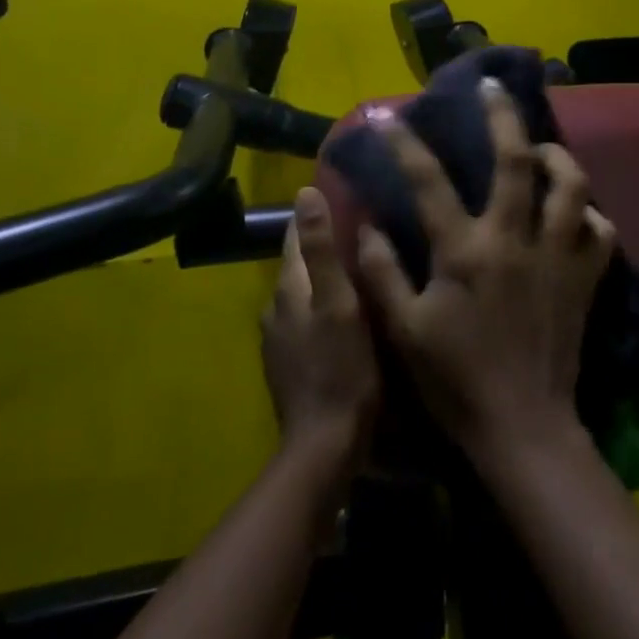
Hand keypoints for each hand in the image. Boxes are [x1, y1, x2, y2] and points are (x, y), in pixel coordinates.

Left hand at [261, 186, 379, 470]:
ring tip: (360, 267)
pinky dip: (324, 306)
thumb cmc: (341, 369)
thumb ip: (322, 250)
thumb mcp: (339, 304)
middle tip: (362, 229)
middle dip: (323, 244)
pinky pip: (307, 319)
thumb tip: (305, 193)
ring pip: (304, 293)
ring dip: (325, 277)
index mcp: (288, 289)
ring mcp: (280, 340)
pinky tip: (349, 313)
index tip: (341, 193)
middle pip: (299, 264)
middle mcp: (276, 309)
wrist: (325, 446)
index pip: (294, 236)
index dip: (313, 213)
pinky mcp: (290, 364)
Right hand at [356, 78, 616, 465]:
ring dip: (557, 156)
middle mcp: (515, 240)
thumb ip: (381, 272)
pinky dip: (589, 213)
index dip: (406, 145)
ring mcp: (557, 256)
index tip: (389, 118)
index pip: (429, 182)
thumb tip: (366, 223)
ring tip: (541, 149)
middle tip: (493, 87)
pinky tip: (574, 212)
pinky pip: (600, 230)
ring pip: (571, 185)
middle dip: (503, 115)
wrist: (523, 426)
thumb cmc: (456, 380)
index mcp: (465, 251)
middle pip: (515, 160)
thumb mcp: (403, 330)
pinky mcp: (585, 278)